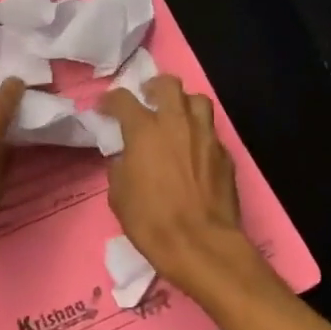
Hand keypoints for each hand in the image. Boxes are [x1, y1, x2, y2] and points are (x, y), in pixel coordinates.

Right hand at [99, 74, 257, 292]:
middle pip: (169, 85)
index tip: (105, 107)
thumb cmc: (151, 220)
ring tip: (176, 117)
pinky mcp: (225, 155)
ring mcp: (206, 136)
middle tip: (147, 98)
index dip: (110, 100)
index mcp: (144, 130)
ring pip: (198, 101)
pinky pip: (211, 132)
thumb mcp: (119, 194)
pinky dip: (199, 134)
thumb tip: (126, 158)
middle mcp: (177, 124)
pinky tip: (193, 150)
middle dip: (154, 86)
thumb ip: (121, 166)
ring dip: (183, 104)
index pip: (124, 100)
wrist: (200, 244)